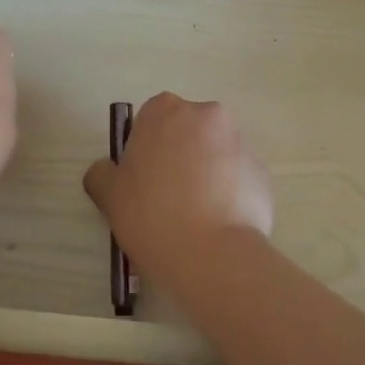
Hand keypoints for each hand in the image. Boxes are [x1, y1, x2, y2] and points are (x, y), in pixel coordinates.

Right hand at [82, 93, 272, 263]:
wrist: (212, 254)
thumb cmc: (152, 215)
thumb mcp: (109, 195)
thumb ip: (102, 174)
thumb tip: (106, 170)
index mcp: (165, 111)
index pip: (151, 120)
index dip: (145, 149)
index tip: (143, 181)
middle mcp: (206, 115)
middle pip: (187, 132)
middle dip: (179, 156)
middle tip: (167, 198)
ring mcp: (239, 142)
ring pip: (214, 153)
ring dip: (205, 174)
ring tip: (195, 217)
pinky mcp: (262, 172)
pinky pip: (237, 177)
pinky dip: (228, 194)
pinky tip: (218, 225)